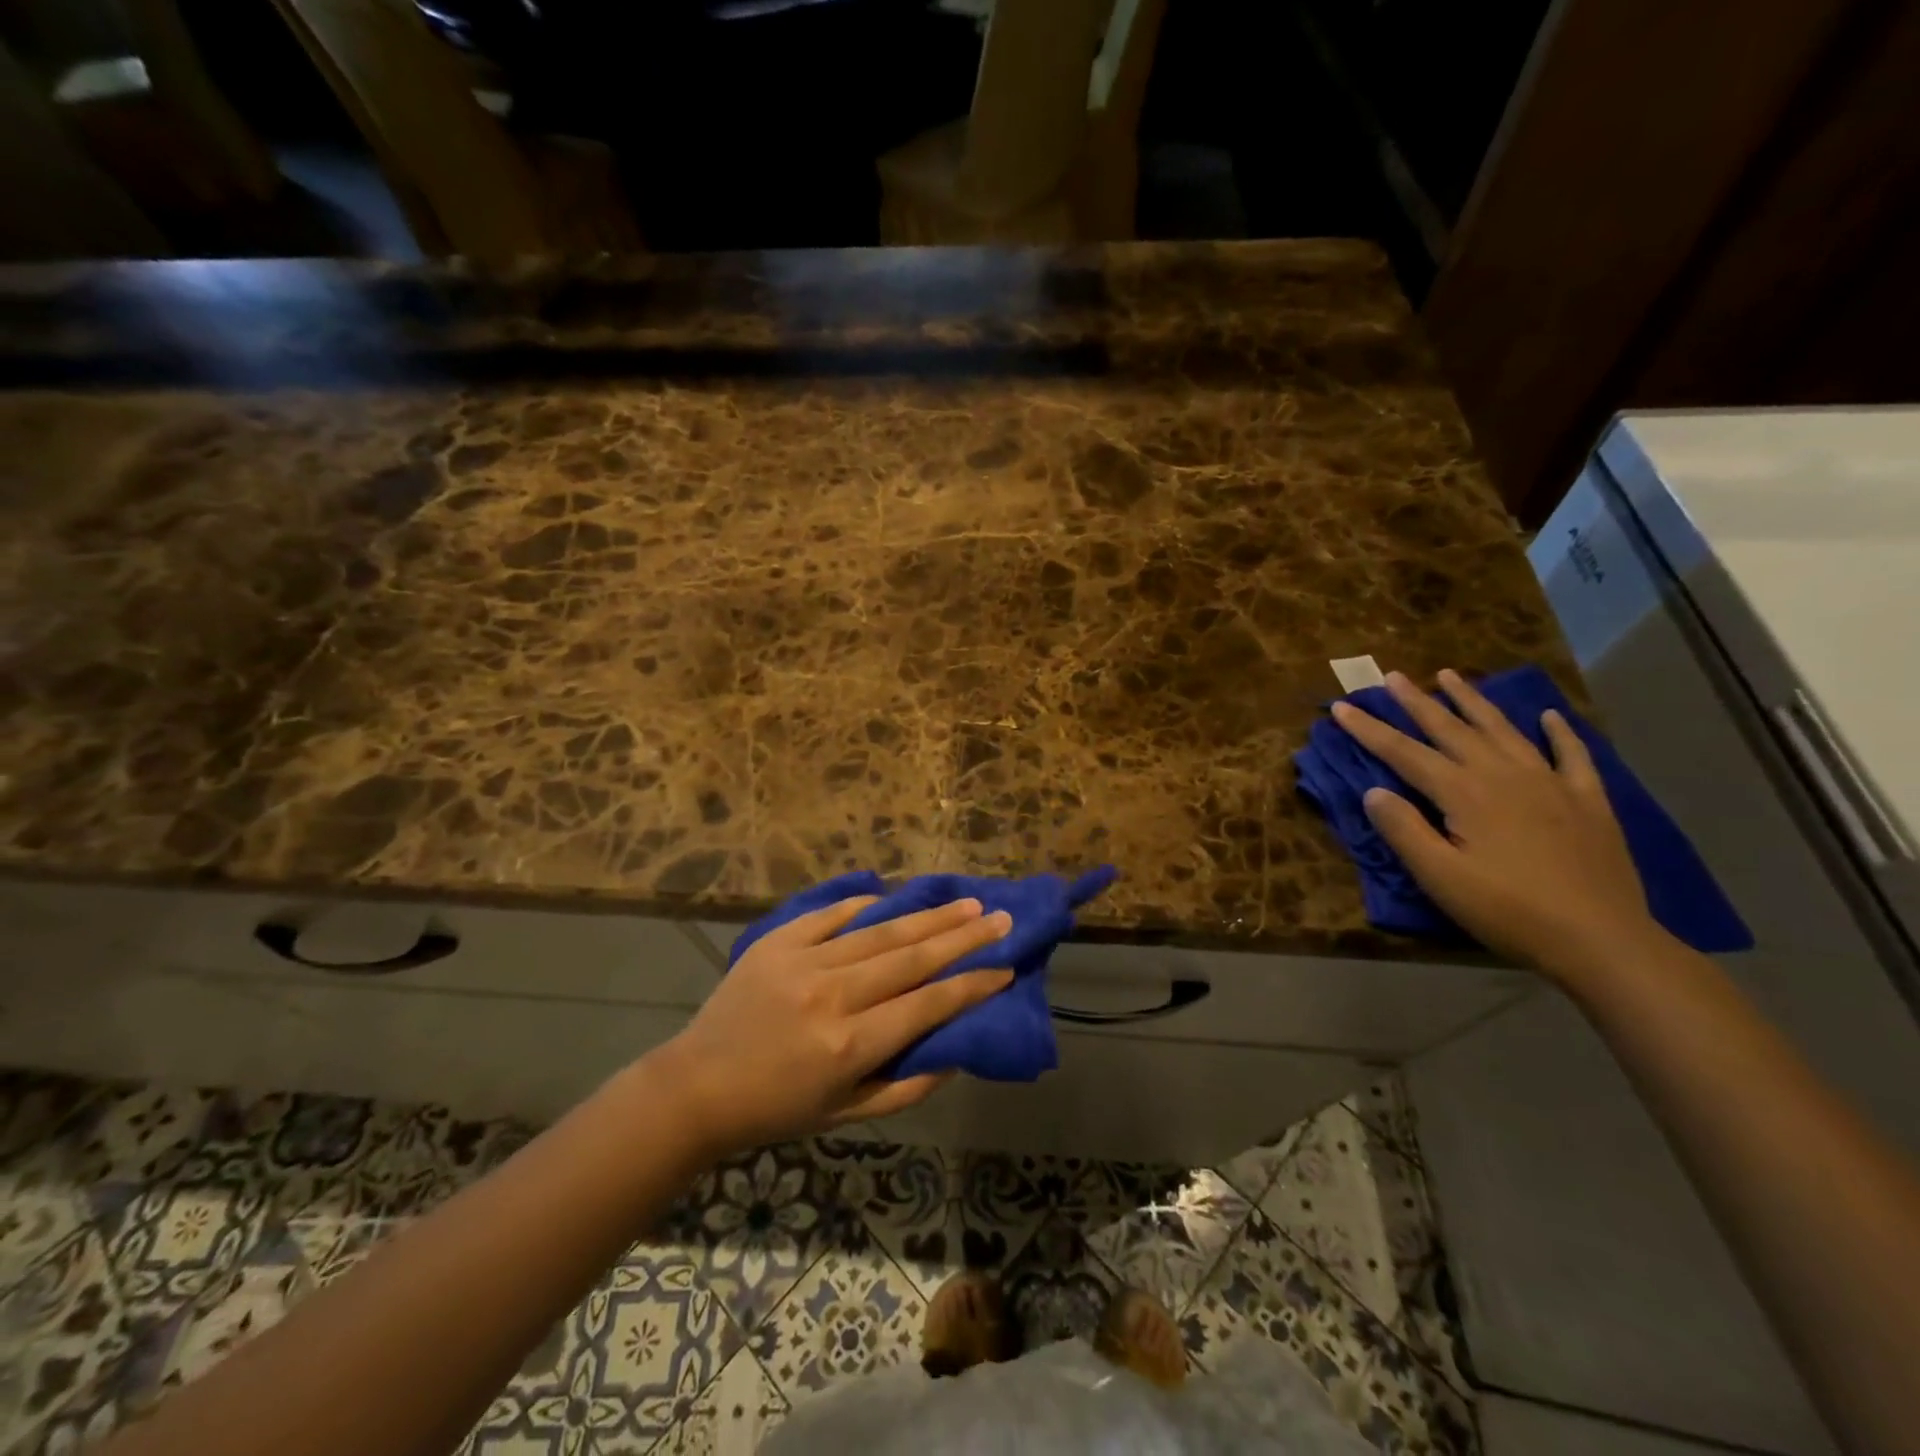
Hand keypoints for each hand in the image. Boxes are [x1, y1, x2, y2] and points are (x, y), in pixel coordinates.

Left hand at [654, 896, 1012, 1154]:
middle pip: (911, 957)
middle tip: (999, 918)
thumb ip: (907, 1087)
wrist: (698, 1085)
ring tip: (966, 902)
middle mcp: (832, 996)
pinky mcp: (779, 941)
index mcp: (850, 1045)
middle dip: (963, 937)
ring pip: (880, 930)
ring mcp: (803, 961)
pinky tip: (896, 896)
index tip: (1005, 968)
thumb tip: (955, 1051)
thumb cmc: (779, 1108)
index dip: (971, 986)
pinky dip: (868, 904)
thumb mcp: (847, 1114)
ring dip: (928, 915)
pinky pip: (833, 914)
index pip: (927, 1006)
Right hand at [1331, 669, 1663, 980]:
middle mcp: (1503, 775)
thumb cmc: (1508, 910)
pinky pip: (1572, 755)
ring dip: (1473, 701)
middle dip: (1417, 702)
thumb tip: (1373, 791)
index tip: (1341, 708)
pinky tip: (1550, 716)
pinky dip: (1559, 733)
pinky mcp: (1587, 801)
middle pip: (1452, 729)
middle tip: (1392, 676)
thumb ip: (1403, 829)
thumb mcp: (1439, 877)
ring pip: (1503, 730)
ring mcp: (1550, 783)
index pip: (1404, 753)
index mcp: (1464, 793)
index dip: (1369, 730)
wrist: (1601, 939)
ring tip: (1451, 675)